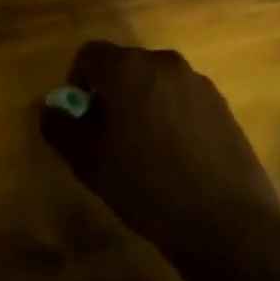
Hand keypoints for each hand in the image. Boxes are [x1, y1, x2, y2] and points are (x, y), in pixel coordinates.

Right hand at [39, 41, 279, 277]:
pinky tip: (175, 156)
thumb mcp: (88, 162)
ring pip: (155, 82)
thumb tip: (50, 109)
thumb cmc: (147, 187)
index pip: (90, 54)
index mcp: (127, 69)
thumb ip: (60, 128)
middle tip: (107, 133)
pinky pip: (183, 99)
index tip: (79, 115)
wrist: (229, 226)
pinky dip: (171, 115)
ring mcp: (198, 84)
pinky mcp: (223, 107)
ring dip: (142, 102)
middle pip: (125, 66)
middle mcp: (163, 64)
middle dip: (110, 92)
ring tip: (143, 147)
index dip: (77, 80)